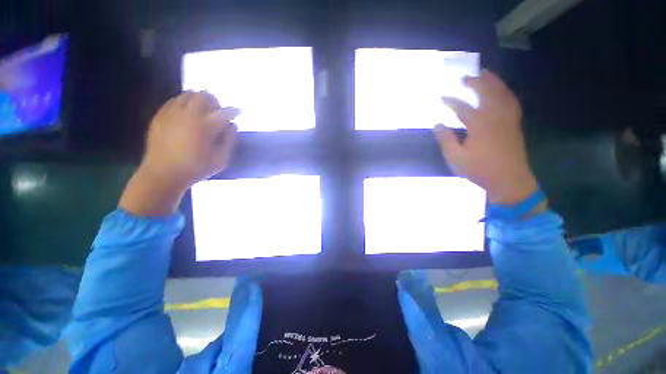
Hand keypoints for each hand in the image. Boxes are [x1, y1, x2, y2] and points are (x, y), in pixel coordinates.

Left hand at [120, 91, 238, 215]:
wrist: (163, 173)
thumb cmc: (196, 168)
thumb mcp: (221, 159)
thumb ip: (229, 140)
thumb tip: (233, 125)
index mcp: (206, 126)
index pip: (225, 112)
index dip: (234, 111)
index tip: (239, 112)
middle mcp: (189, 114)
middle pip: (204, 96)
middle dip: (215, 101)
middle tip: (218, 111)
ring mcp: (172, 113)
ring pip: (188, 94)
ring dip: (199, 99)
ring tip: (203, 111)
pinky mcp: (160, 115)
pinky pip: (174, 100)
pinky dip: (184, 102)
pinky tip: (187, 114)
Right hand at [434, 70, 538, 204]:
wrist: (509, 180)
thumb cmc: (480, 170)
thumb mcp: (456, 158)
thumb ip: (446, 140)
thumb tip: (437, 124)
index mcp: (479, 126)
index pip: (463, 108)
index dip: (452, 101)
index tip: (442, 97)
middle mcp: (496, 117)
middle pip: (487, 93)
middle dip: (476, 83)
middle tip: (466, 77)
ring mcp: (508, 119)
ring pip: (503, 94)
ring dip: (494, 82)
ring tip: (486, 74)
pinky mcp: (514, 124)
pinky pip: (511, 102)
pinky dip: (505, 92)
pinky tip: (501, 91)